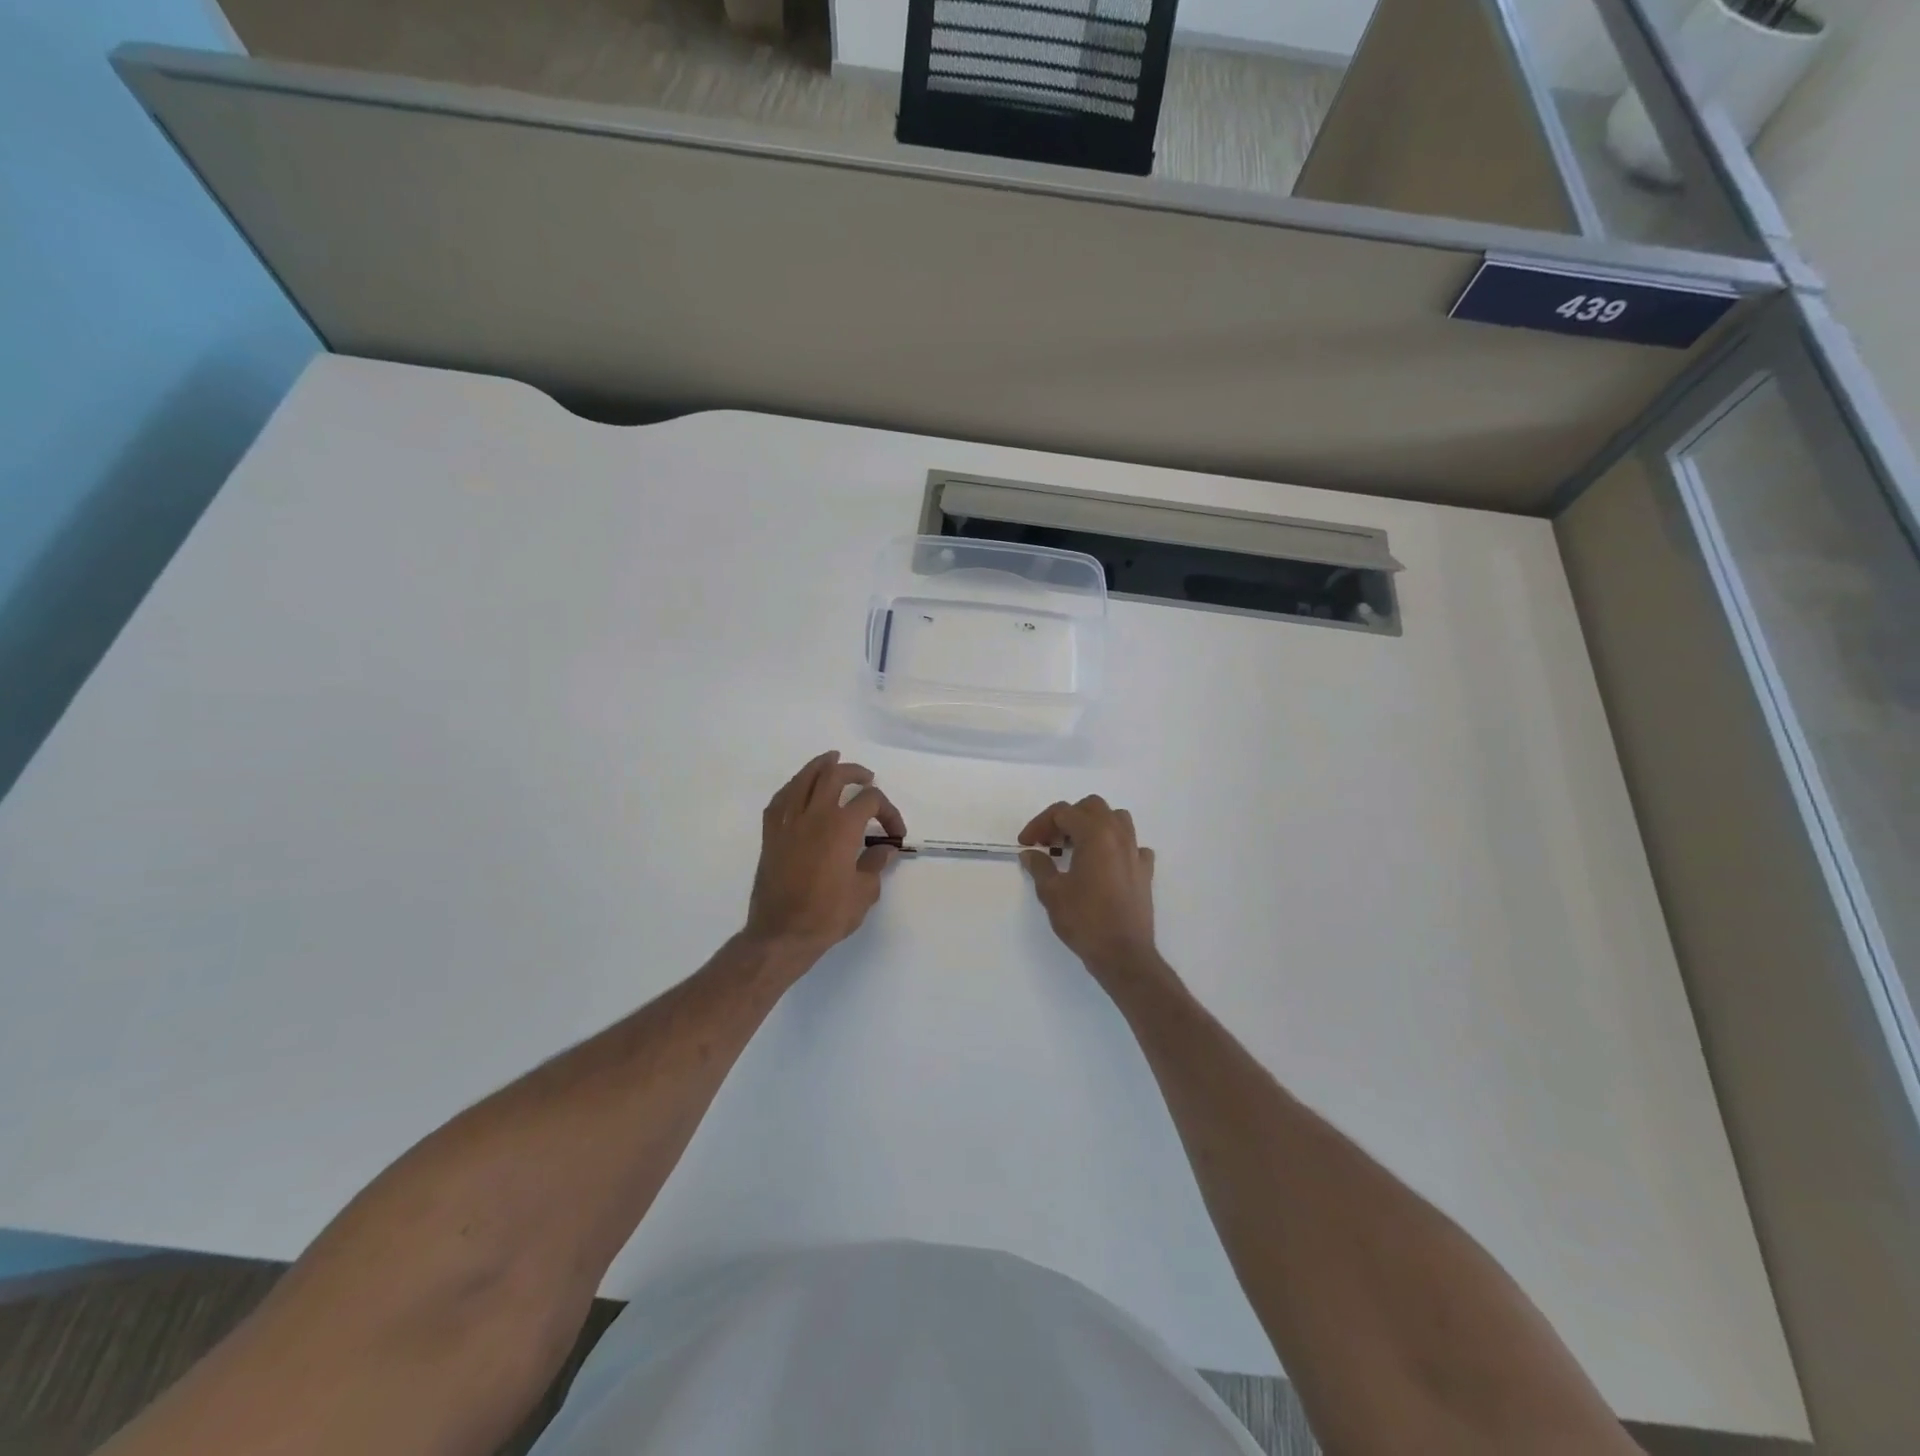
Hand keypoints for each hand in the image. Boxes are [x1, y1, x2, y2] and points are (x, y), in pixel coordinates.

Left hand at [745, 751, 905, 959]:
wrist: (781, 934)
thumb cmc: (827, 914)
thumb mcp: (864, 892)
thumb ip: (875, 864)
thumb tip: (884, 849)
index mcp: (842, 826)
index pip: (870, 801)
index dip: (888, 811)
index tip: (894, 833)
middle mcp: (815, 815)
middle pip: (834, 776)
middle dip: (854, 772)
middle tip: (866, 778)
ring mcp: (788, 822)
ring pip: (803, 779)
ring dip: (820, 766)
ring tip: (831, 760)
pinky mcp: (771, 835)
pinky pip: (780, 799)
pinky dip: (793, 788)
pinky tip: (799, 789)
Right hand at [1018, 796, 1159, 977]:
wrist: (1124, 954)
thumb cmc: (1085, 920)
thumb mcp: (1052, 893)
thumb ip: (1040, 866)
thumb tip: (1030, 854)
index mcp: (1095, 835)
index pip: (1063, 812)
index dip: (1040, 824)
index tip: (1026, 843)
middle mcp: (1119, 836)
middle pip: (1092, 807)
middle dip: (1067, 819)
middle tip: (1049, 842)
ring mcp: (1135, 852)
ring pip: (1117, 819)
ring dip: (1094, 825)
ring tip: (1077, 846)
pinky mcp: (1145, 871)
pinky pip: (1132, 845)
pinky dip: (1116, 847)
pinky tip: (1104, 864)